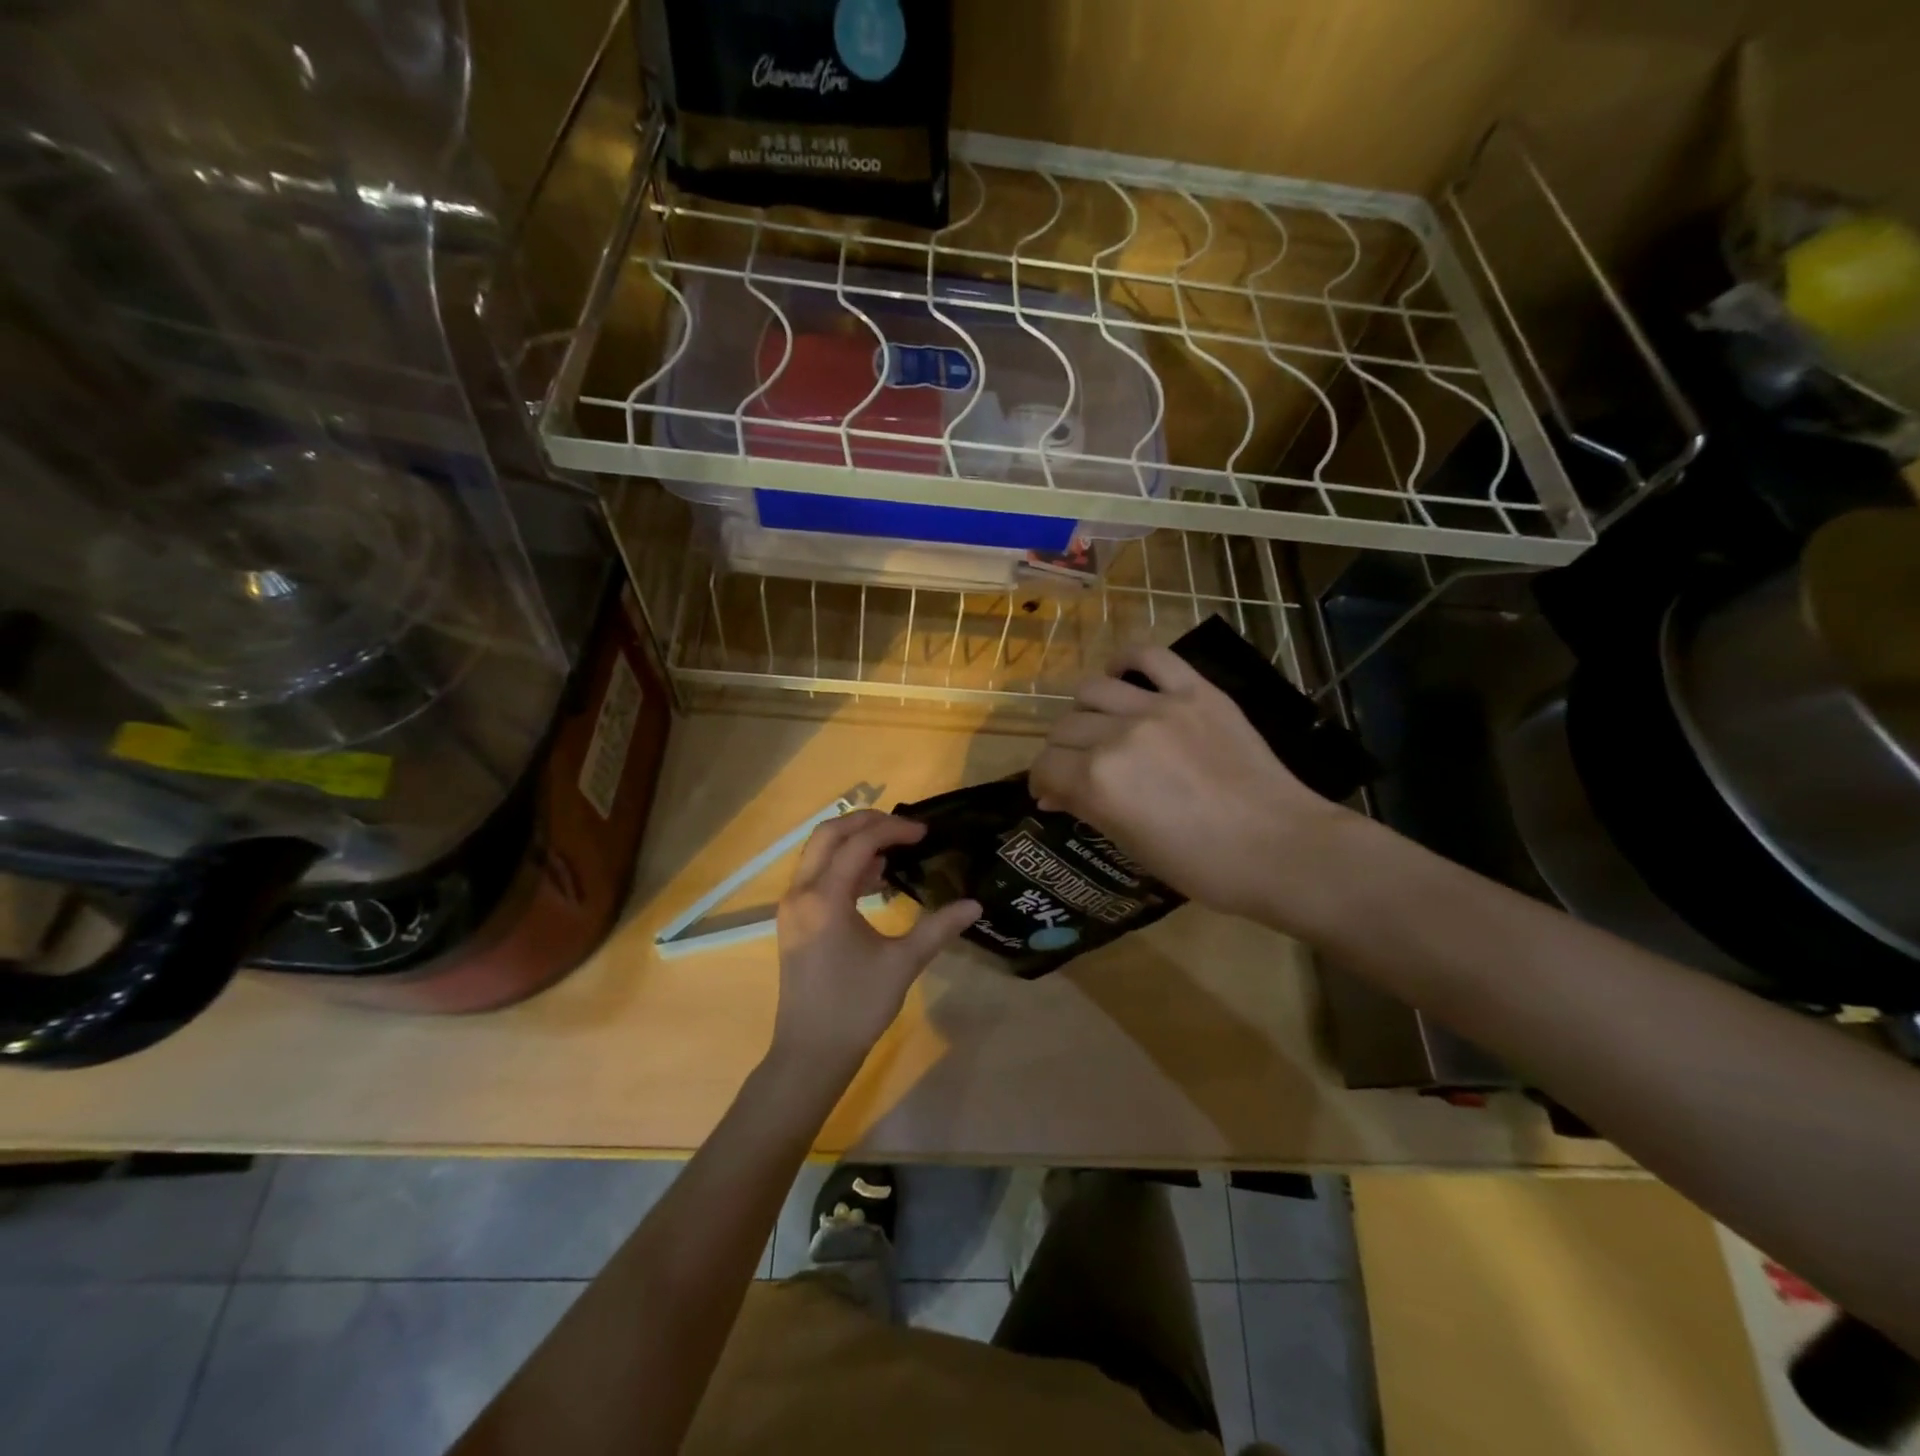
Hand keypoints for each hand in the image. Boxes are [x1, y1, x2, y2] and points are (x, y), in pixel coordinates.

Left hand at [772, 811, 979, 1072]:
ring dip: (853, 841)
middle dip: (866, 821)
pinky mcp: (793, 920)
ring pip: (818, 852)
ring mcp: (792, 906)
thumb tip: (975, 904)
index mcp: (825, 898)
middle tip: (904, 827)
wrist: (811, 1053)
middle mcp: (801, 893)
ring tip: (893, 849)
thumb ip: (938, 928)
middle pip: (829, 834)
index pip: (859, 844)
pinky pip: (816, 874)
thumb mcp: (902, 964)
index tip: (925, 833)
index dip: (893, 830)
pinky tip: (874, 878)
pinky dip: (843, 864)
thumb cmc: (856, 1007)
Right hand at [1030, 646, 1357, 927]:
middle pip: (1064, 728)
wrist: (1281, 848)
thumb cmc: (1202, 866)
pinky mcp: (1196, 692)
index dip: (1041, 782)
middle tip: (1076, 768)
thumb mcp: (1131, 846)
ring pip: (1093, 690)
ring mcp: (1159, 707)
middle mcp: (1118, 736)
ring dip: (1085, 712)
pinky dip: (1127, 662)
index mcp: (1098, 781)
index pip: (1045, 766)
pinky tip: (1121, 677)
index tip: (1050, 793)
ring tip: (1100, 726)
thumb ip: (1087, 808)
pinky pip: (1150, 656)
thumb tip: (1053, 795)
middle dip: (1061, 752)